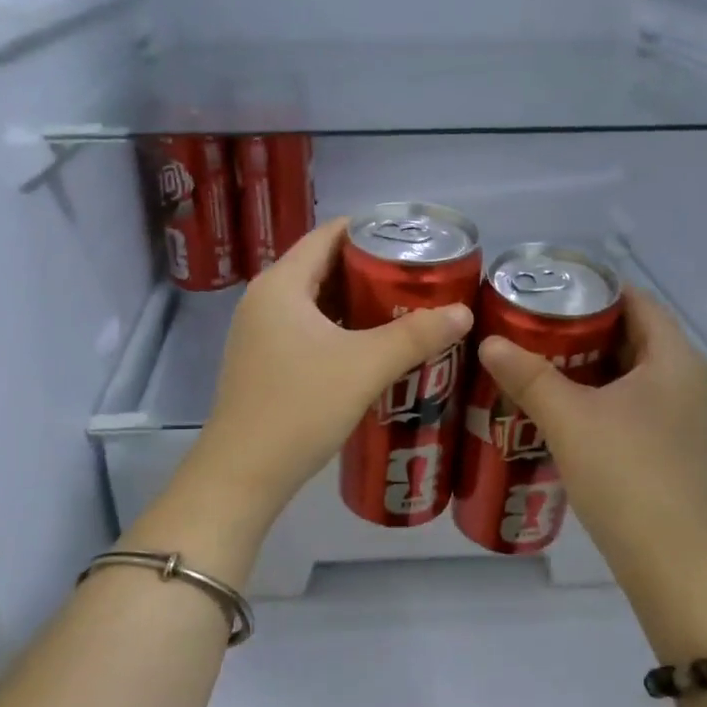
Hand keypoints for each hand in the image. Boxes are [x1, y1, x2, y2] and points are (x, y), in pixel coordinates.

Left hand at [188, 219, 473, 518]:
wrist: (243, 474)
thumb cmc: (300, 408)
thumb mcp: (365, 367)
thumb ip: (416, 335)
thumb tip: (463, 312)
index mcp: (281, 284)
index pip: (328, 235)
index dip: (371, 231)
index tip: (414, 241)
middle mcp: (264, 300)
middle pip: (322, 267)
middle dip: (370, 271)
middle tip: (418, 280)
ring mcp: (258, 334)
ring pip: (315, 303)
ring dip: (355, 305)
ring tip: (403, 311)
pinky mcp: (262, 364)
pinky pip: (306, 331)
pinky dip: (338, 331)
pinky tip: (369, 350)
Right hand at [477, 291, 706, 654]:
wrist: (674, 563)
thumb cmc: (627, 475)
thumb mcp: (570, 420)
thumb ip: (529, 376)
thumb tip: (490, 341)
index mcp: (675, 358)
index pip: (636, 300)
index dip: (592, 289)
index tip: (545, 291)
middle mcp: (688, 380)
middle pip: (632, 337)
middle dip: (581, 330)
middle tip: (528, 329)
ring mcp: (684, 418)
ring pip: (630, 376)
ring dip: (586, 369)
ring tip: (534, 366)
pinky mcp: (672, 450)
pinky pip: (632, 407)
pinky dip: (598, 400)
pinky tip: (560, 413)